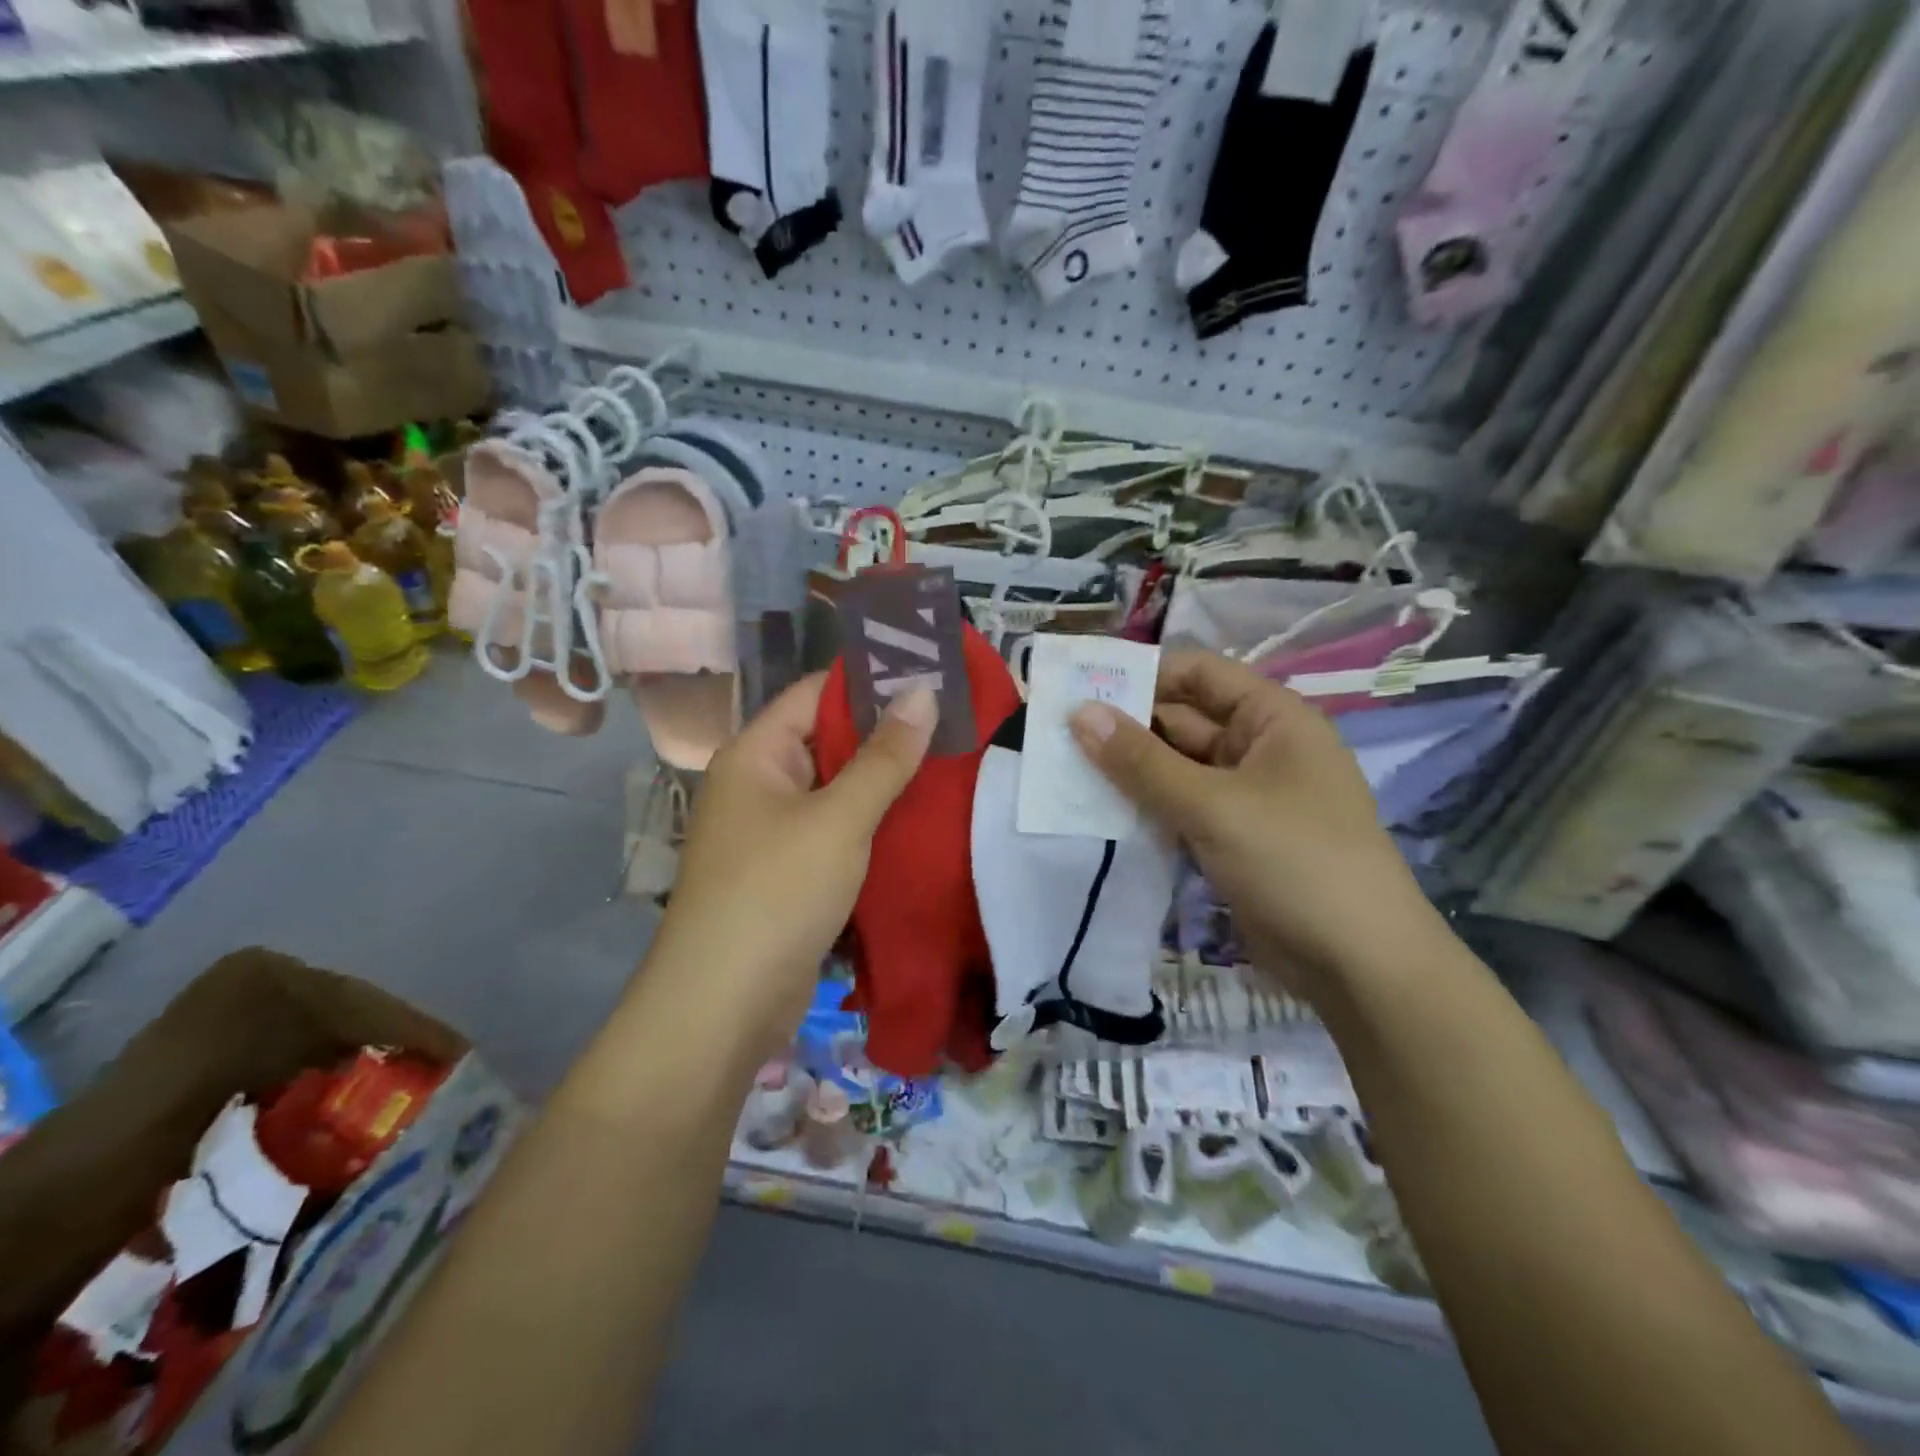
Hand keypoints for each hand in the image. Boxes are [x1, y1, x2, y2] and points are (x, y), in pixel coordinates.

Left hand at [645, 675, 936, 1059]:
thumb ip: (884, 757)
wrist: (723, 1006)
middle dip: (888, 737)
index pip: (816, 695)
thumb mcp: (838, 819)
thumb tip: (923, 692)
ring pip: (838, 792)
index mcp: (756, 755)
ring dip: (886, 786)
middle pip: (829, 742)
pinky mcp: (790, 874)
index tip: (932, 679)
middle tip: (956, 726)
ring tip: (953, 768)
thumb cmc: (776, 893)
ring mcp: (773, 833)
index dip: (871, 683)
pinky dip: (874, 828)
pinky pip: (837, 834)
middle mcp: (759, 785)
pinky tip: (922, 824)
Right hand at [1070, 650, 1433, 988]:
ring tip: (1064, 769)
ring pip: (1176, 769)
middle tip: (1056, 733)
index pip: (1198, 674)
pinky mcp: (1231, 838)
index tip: (1080, 686)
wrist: (1358, 966)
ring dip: (1129, 770)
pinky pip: (1179, 808)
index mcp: (1272, 719)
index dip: (1142, 674)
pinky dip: (1145, 807)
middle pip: (1182, 721)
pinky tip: (1098, 811)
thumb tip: (1079, 713)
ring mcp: (1245, 797)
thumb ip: (1141, 761)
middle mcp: (1259, 748)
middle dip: (1125, 726)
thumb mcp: (1213, 805)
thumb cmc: (1295, 862)